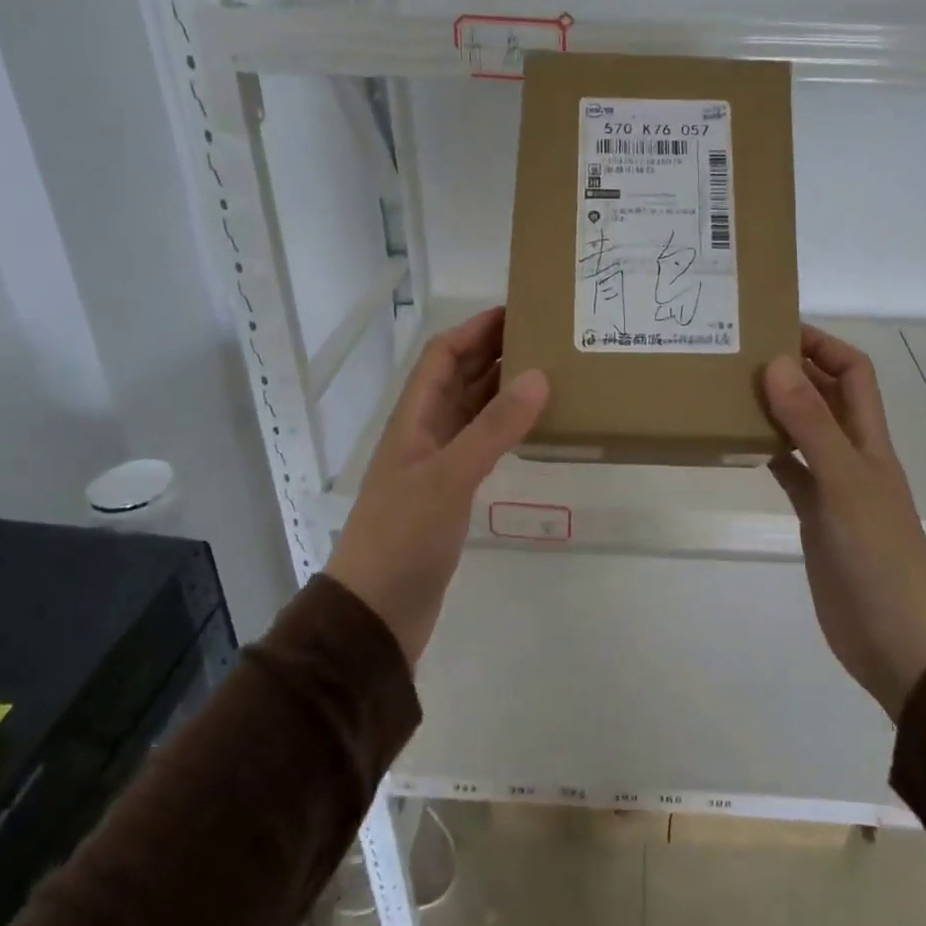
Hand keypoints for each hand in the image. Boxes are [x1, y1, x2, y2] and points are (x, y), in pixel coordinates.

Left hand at [326, 307, 547, 665]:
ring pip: (473, 410)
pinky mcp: (451, 493)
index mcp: (414, 418)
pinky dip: (506, 427)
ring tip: (549, 372)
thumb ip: (494, 428)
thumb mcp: (450, 477)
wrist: (376, 614)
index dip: (475, 329)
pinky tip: (534, 426)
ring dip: (503, 388)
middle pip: (459, 377)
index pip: (442, 355)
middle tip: (546, 337)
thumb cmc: (403, 537)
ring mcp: (437, 464)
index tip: (518, 310)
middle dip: (495, 352)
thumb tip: (539, 375)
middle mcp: (425, 432)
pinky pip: (482, 443)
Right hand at [763, 326, 925, 718]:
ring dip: (775, 407)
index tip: (775, 330)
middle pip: (826, 395)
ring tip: (730, 389)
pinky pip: (788, 468)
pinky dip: (766, 450)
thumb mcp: (843, 481)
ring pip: (803, 429)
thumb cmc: (876, 553)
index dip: (822, 344)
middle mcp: (852, 452)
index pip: (853, 371)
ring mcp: (833, 484)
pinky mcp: (814, 513)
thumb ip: (811, 424)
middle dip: (792, 369)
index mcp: (869, 437)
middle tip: (739, 354)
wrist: (893, 636)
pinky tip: (736, 443)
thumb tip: (777, 362)